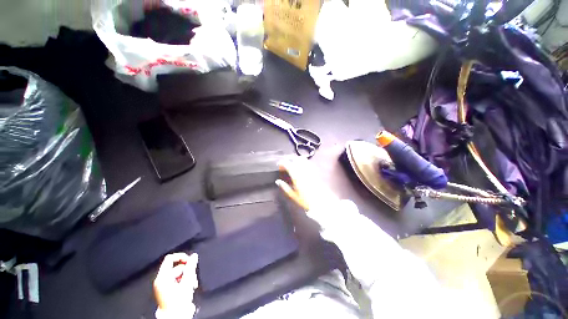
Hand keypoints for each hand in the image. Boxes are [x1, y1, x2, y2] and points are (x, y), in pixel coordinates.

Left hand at [154, 253, 197, 314]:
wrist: (175, 317)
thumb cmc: (179, 300)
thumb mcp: (187, 282)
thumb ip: (190, 267)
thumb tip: (194, 256)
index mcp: (162, 277)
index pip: (170, 258)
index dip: (181, 257)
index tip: (190, 261)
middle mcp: (160, 280)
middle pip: (176, 267)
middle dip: (187, 271)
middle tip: (193, 277)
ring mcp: (162, 286)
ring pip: (178, 274)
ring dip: (188, 277)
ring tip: (193, 284)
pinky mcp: (166, 291)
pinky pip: (176, 280)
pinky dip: (184, 282)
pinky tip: (189, 287)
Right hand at [275, 158, 337, 210]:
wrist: (321, 202)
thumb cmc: (305, 200)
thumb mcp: (293, 195)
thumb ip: (285, 187)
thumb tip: (278, 181)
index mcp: (296, 176)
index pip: (288, 164)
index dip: (282, 163)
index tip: (279, 165)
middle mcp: (303, 170)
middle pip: (295, 159)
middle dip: (289, 160)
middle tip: (286, 166)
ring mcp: (310, 170)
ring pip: (302, 159)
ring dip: (296, 160)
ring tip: (293, 166)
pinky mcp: (315, 172)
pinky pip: (308, 163)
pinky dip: (303, 163)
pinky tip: (302, 168)